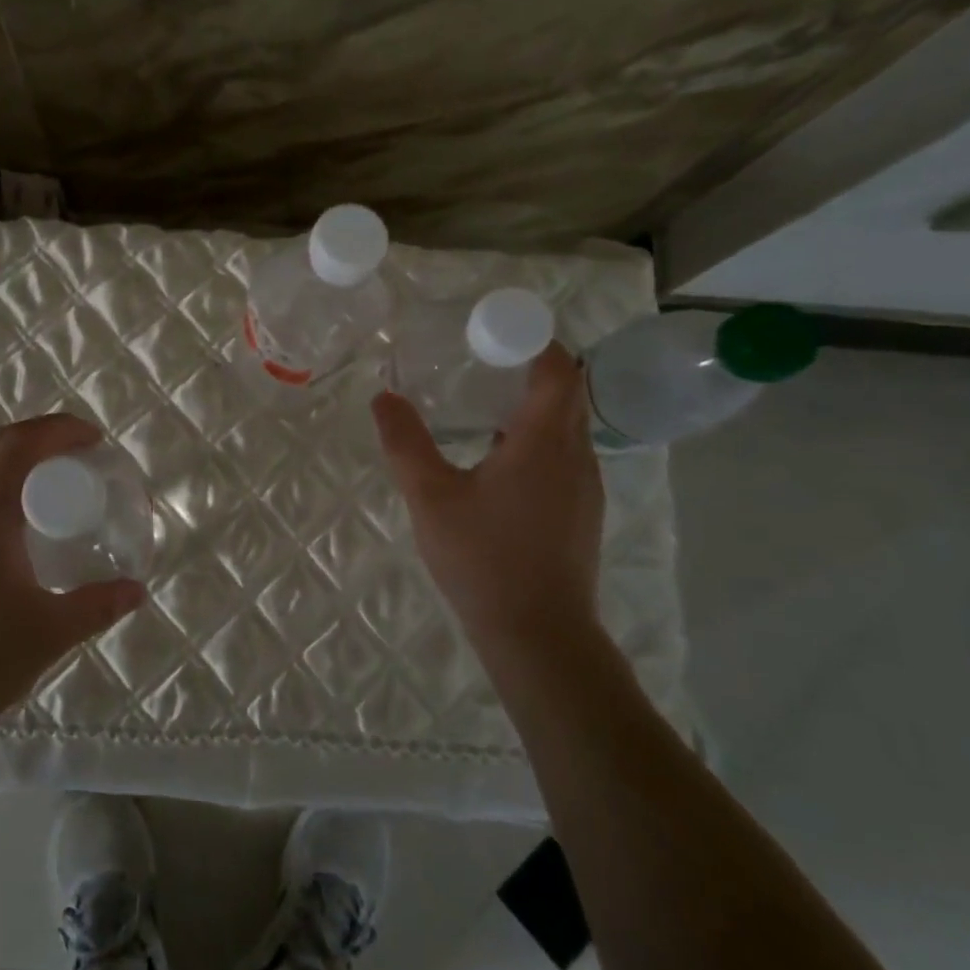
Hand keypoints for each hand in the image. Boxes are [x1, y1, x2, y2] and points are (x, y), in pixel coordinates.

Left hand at [0, 414, 146, 742]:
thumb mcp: (46, 634)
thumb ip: (96, 607)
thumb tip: (137, 591)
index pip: (22, 443)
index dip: (61, 429)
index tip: (94, 440)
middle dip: (40, 441)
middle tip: (77, 461)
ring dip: (11, 470)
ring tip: (45, 499)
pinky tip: (3, 542)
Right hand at [372, 345, 604, 655]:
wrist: (539, 636)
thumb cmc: (484, 559)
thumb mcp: (430, 496)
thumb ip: (405, 443)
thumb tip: (383, 397)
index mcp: (545, 440)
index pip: (557, 367)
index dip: (531, 340)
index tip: (492, 333)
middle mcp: (576, 455)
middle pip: (565, 392)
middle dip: (526, 369)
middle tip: (478, 363)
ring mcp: (585, 487)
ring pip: (566, 427)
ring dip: (531, 407)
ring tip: (481, 407)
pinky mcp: (582, 513)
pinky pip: (564, 456)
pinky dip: (536, 440)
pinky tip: (495, 463)